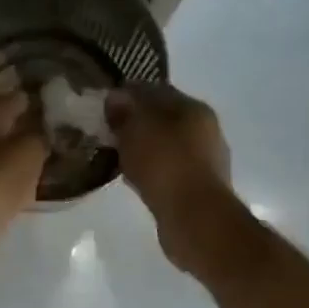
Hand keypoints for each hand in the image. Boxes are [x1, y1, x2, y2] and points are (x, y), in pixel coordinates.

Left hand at [0, 91, 47, 254]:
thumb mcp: (29, 151)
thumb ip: (41, 135)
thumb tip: (47, 127)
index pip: (14, 99)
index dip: (38, 101)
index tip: (61, 106)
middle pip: (3, 127)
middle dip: (28, 130)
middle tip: (58, 136)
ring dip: (18, 158)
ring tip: (47, 162)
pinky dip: (10, 183)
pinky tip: (28, 189)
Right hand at [106, 84, 244, 275]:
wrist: (193, 217)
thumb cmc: (165, 164)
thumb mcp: (137, 128)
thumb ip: (125, 110)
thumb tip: (115, 97)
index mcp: (194, 108)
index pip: (156, 90)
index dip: (128, 94)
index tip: (104, 105)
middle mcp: (204, 130)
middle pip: (163, 119)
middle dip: (136, 123)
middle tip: (108, 133)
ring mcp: (204, 161)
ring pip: (164, 146)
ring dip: (143, 149)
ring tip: (117, 157)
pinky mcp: (197, 189)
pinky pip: (166, 171)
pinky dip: (150, 171)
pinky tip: (133, 179)